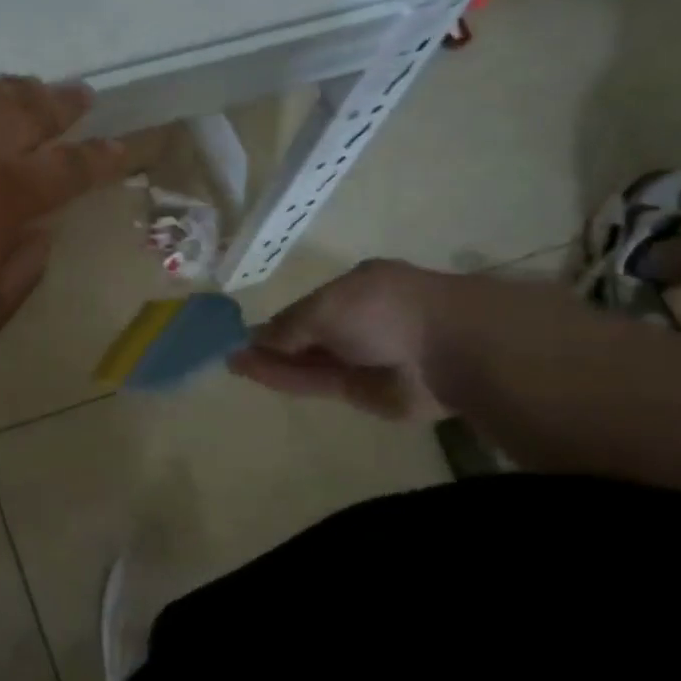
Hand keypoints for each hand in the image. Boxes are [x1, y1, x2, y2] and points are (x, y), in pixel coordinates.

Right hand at [228, 260, 451, 419]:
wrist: (448, 350)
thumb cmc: (384, 309)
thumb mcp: (325, 306)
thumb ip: (288, 325)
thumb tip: (255, 339)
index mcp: (355, 289)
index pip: (306, 307)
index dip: (277, 321)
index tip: (246, 333)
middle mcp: (357, 322)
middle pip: (305, 336)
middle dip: (271, 344)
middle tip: (233, 352)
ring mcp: (360, 358)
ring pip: (306, 361)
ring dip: (271, 363)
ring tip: (232, 364)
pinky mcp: (360, 391)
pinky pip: (315, 382)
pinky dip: (284, 378)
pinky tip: (253, 373)